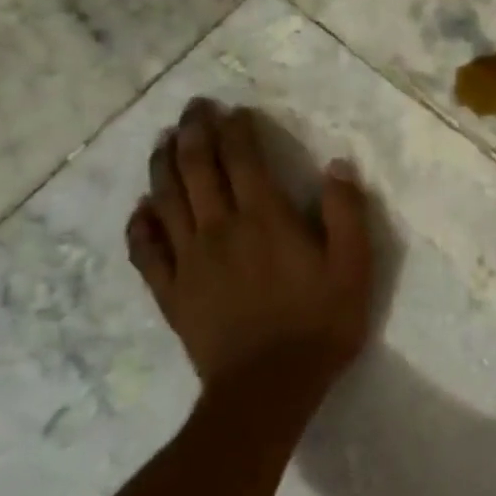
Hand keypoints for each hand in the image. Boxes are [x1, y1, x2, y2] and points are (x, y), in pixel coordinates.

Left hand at [126, 98, 374, 411]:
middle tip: (193, 108)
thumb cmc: (321, 323)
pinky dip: (140, 222)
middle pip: (197, 169)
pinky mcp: (171, 291)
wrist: (268, 386)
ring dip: (163, 164)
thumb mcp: (354, 266)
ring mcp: (188, 260)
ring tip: (164, 141)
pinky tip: (142, 208)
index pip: (243, 160)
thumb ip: (347, 212)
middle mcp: (220, 229)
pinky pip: (145, 248)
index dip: (236, 130)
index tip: (234, 109)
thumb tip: (337, 165)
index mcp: (266, 219)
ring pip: (166, 199)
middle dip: (194, 132)